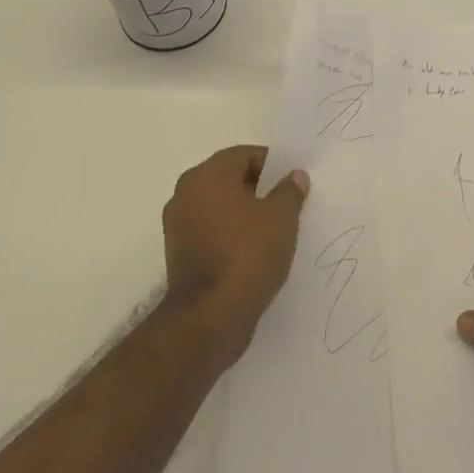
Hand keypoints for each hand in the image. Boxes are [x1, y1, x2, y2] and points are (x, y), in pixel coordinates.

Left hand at [161, 145, 308, 367]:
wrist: (210, 317)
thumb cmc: (248, 254)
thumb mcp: (282, 217)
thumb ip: (290, 191)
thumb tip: (295, 175)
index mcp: (207, 175)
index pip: (245, 155)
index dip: (273, 166)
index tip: (293, 183)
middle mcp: (186, 193)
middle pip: (230, 179)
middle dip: (259, 189)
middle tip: (288, 204)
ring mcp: (178, 225)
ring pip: (220, 207)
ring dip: (244, 214)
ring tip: (274, 230)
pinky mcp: (178, 254)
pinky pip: (211, 232)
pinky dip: (230, 235)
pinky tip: (254, 251)